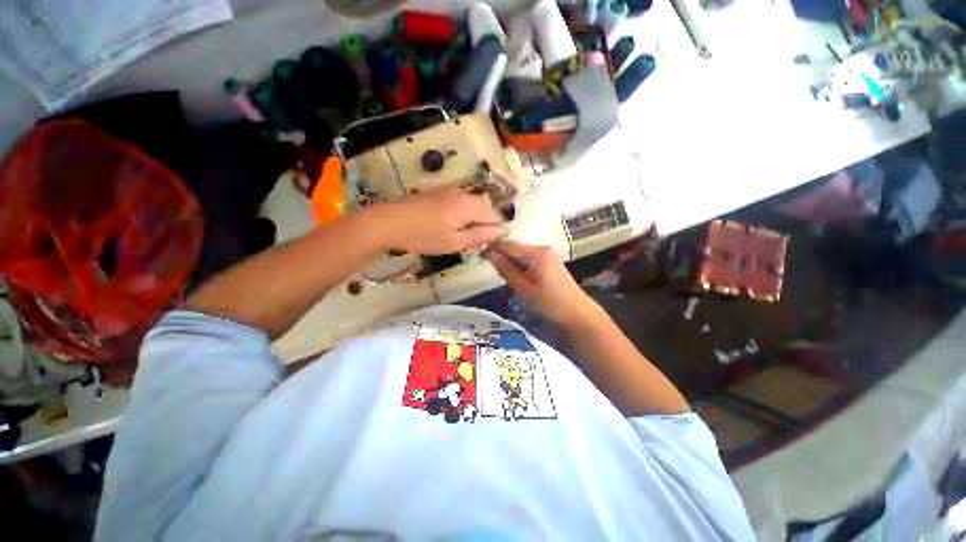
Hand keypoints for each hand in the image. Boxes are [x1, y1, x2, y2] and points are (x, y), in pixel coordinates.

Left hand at [372, 185, 506, 254]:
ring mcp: (449, 191)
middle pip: (484, 208)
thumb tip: (501, 232)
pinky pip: (459, 203)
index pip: (494, 215)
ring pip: (471, 206)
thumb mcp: (454, 242)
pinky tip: (448, 227)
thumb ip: (480, 236)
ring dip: (472, 221)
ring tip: (458, 237)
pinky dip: (461, 215)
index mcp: (469, 205)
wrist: (389, 222)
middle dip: (483, 225)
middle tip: (472, 243)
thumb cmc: (424, 236)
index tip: (489, 244)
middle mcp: (462, 193)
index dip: (496, 230)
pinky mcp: (439, 192)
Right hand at [485, 240, 601, 327]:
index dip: (493, 248)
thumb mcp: (524, 288)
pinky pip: (530, 258)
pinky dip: (521, 264)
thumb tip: (490, 254)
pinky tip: (516, 273)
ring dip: (511, 259)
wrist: (578, 314)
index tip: (479, 255)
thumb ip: (506, 270)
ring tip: (499, 270)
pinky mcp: (551, 261)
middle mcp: (543, 248)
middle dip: (502, 254)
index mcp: (536, 253)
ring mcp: (549, 254)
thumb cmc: (549, 303)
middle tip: (487, 264)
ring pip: (522, 253)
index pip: (509, 245)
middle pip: (516, 248)